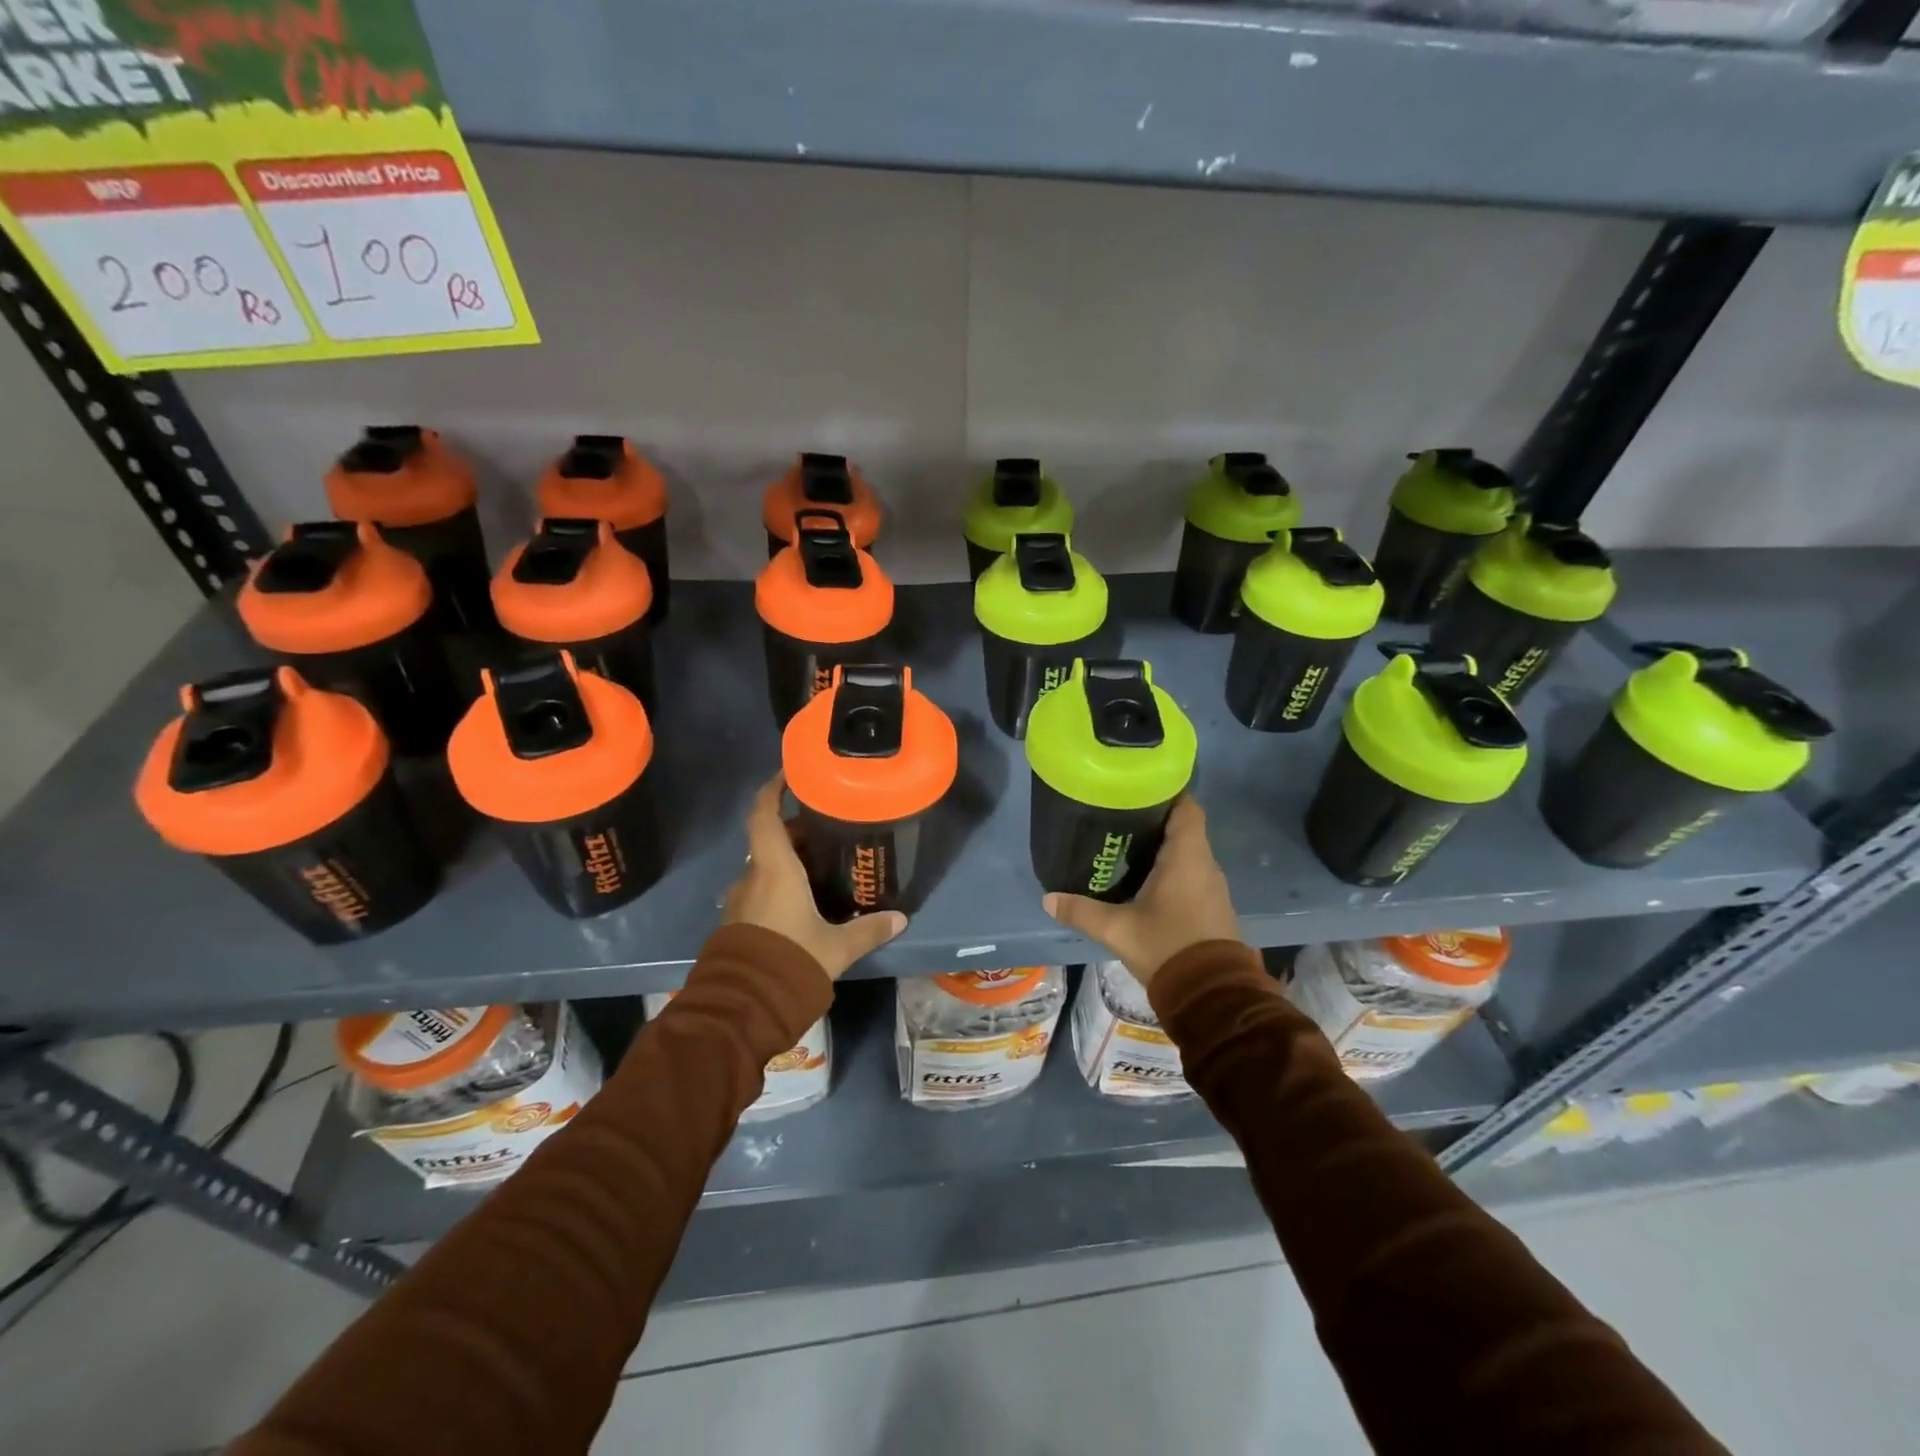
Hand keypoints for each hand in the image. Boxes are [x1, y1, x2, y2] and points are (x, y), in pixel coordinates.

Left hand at [722, 774, 906, 980]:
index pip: (764, 814)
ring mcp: (740, 901)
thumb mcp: (836, 947)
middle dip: (797, 831)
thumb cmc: (791, 961)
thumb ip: (868, 930)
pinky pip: (760, 891)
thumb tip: (900, 919)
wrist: (743, 1008)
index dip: (773, 789)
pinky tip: (804, 901)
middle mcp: (752, 877)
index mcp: (774, 869)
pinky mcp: (737, 923)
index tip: (791, 774)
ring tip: (822, 865)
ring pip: (765, 867)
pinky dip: (779, 885)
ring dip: (788, 861)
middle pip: (771, 840)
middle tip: (829, 829)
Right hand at [1043, 796, 1239, 987]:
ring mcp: (1213, 887)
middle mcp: (1205, 864)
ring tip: (1127, 846)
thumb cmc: (1166, 947)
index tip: (1138, 788)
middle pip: (1184, 828)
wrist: (1212, 996)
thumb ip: (1081, 911)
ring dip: (1164, 848)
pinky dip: (1173, 870)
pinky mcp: (1214, 906)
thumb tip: (1048, 899)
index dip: (1166, 793)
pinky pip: (1193, 874)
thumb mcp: (1117, 930)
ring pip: (1189, 853)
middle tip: (1119, 817)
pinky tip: (1147, 881)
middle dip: (1155, 820)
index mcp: (1186, 856)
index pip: (1186, 807)